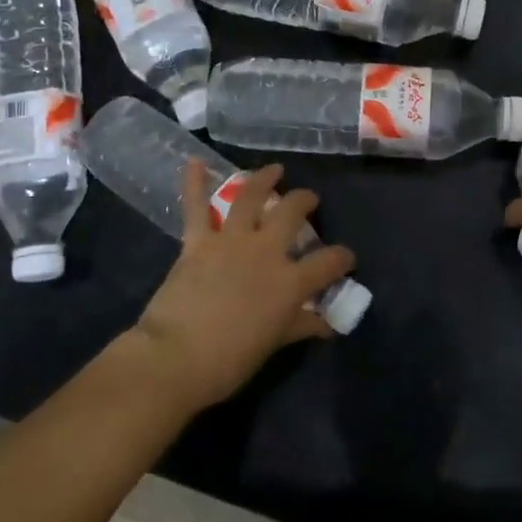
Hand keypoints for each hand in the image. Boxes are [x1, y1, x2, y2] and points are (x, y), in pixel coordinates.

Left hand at [132, 161, 355, 410]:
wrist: (175, 357)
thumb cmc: (230, 360)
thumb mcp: (274, 344)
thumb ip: (300, 326)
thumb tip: (325, 324)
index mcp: (290, 281)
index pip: (329, 262)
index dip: (342, 258)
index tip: (346, 258)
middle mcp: (265, 251)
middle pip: (292, 213)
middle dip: (305, 201)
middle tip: (309, 200)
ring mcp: (230, 241)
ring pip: (251, 197)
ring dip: (264, 179)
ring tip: (274, 170)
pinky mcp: (198, 241)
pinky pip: (196, 207)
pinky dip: (193, 183)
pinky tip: (193, 162)